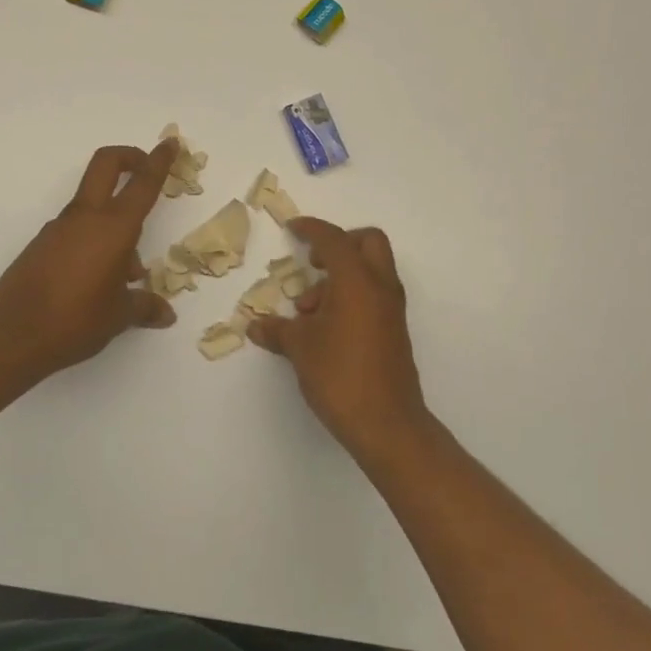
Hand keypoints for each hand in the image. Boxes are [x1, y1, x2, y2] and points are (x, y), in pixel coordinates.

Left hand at [0, 140, 177, 383]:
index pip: (142, 184)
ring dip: (115, 221)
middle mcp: (85, 219)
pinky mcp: (42, 246)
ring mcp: (58, 229)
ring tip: (129, 273)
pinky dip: (95, 241)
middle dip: (129, 158)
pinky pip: (77, 230)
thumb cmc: (75, 321)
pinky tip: (100, 282)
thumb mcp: (119, 317)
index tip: (170, 144)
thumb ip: (145, 307)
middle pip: (106, 165)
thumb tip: (166, 314)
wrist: (9, 337)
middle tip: (146, 169)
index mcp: (112, 228)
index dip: (159, 161)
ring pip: (93, 206)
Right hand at [249, 217, 431, 460]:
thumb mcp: (300, 349)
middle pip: (367, 242)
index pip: (334, 239)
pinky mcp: (394, 330)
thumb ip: (277, 330)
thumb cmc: (340, 375)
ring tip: (307, 313)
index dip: (311, 229)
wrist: (386, 423)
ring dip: (340, 277)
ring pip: (371, 270)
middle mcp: (380, 286)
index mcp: (357, 280)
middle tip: (313, 264)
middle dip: (339, 244)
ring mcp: (392, 309)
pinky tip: (325, 329)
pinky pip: (373, 295)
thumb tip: (255, 325)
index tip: (292, 228)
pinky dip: (351, 296)